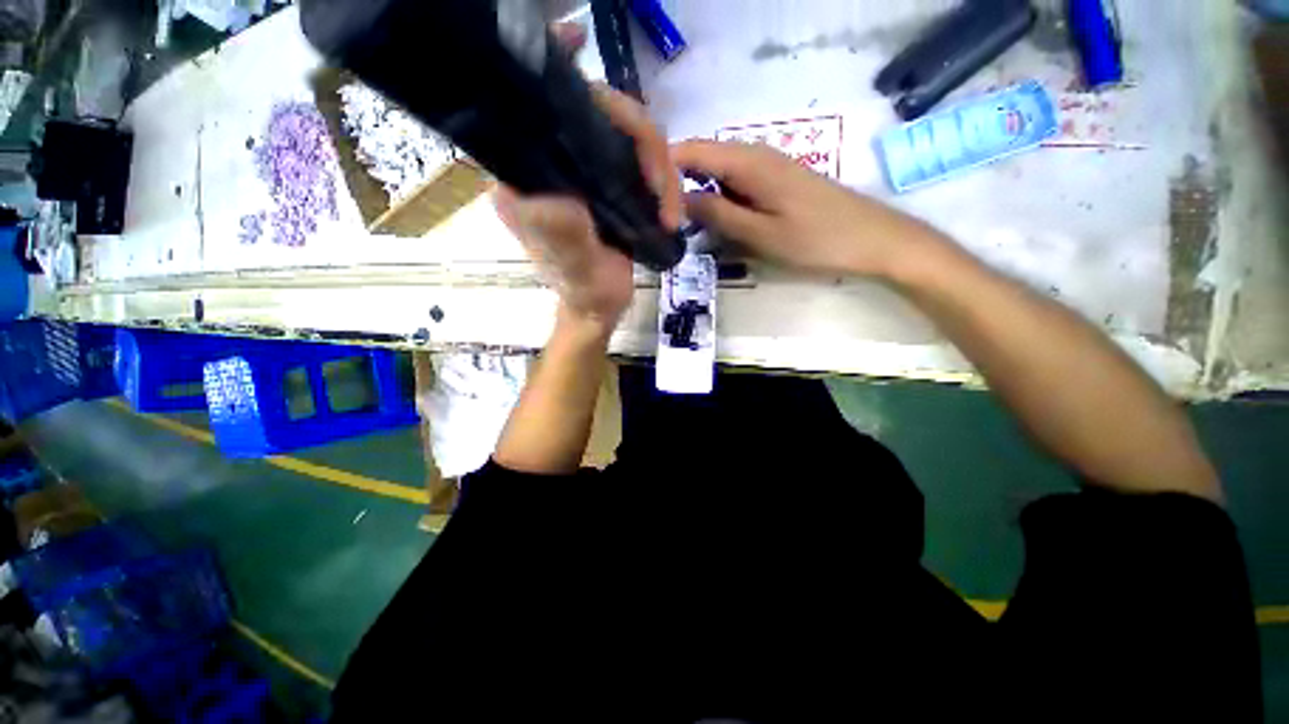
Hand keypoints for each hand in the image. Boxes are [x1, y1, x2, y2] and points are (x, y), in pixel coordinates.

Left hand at [493, 23, 681, 330]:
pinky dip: (660, 175)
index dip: (559, 72)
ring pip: (625, 137)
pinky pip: (637, 159)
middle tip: (664, 188)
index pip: (541, 110)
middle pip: (597, 115)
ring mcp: (583, 173)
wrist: (600, 310)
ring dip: (659, 167)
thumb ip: (563, 233)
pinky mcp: (607, 185)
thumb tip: (559, 192)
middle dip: (641, 142)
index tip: (578, 38)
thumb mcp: (575, 269)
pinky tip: (669, 201)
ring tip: (671, 209)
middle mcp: (551, 167)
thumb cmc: (585, 292)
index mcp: (528, 178)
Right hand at [672, 140, 945, 278]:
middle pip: (699, 162)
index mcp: (746, 161)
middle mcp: (753, 156)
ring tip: (680, 230)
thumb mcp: (760, 233)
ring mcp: (764, 169)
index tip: (644, 199)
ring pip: (715, 178)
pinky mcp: (773, 184)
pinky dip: (718, 206)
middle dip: (676, 189)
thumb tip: (678, 201)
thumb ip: (717, 215)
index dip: (662, 169)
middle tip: (658, 222)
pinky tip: (713, 229)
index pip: (689, 150)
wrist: (871, 239)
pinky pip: (734, 189)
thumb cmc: (816, 239)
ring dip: (697, 201)